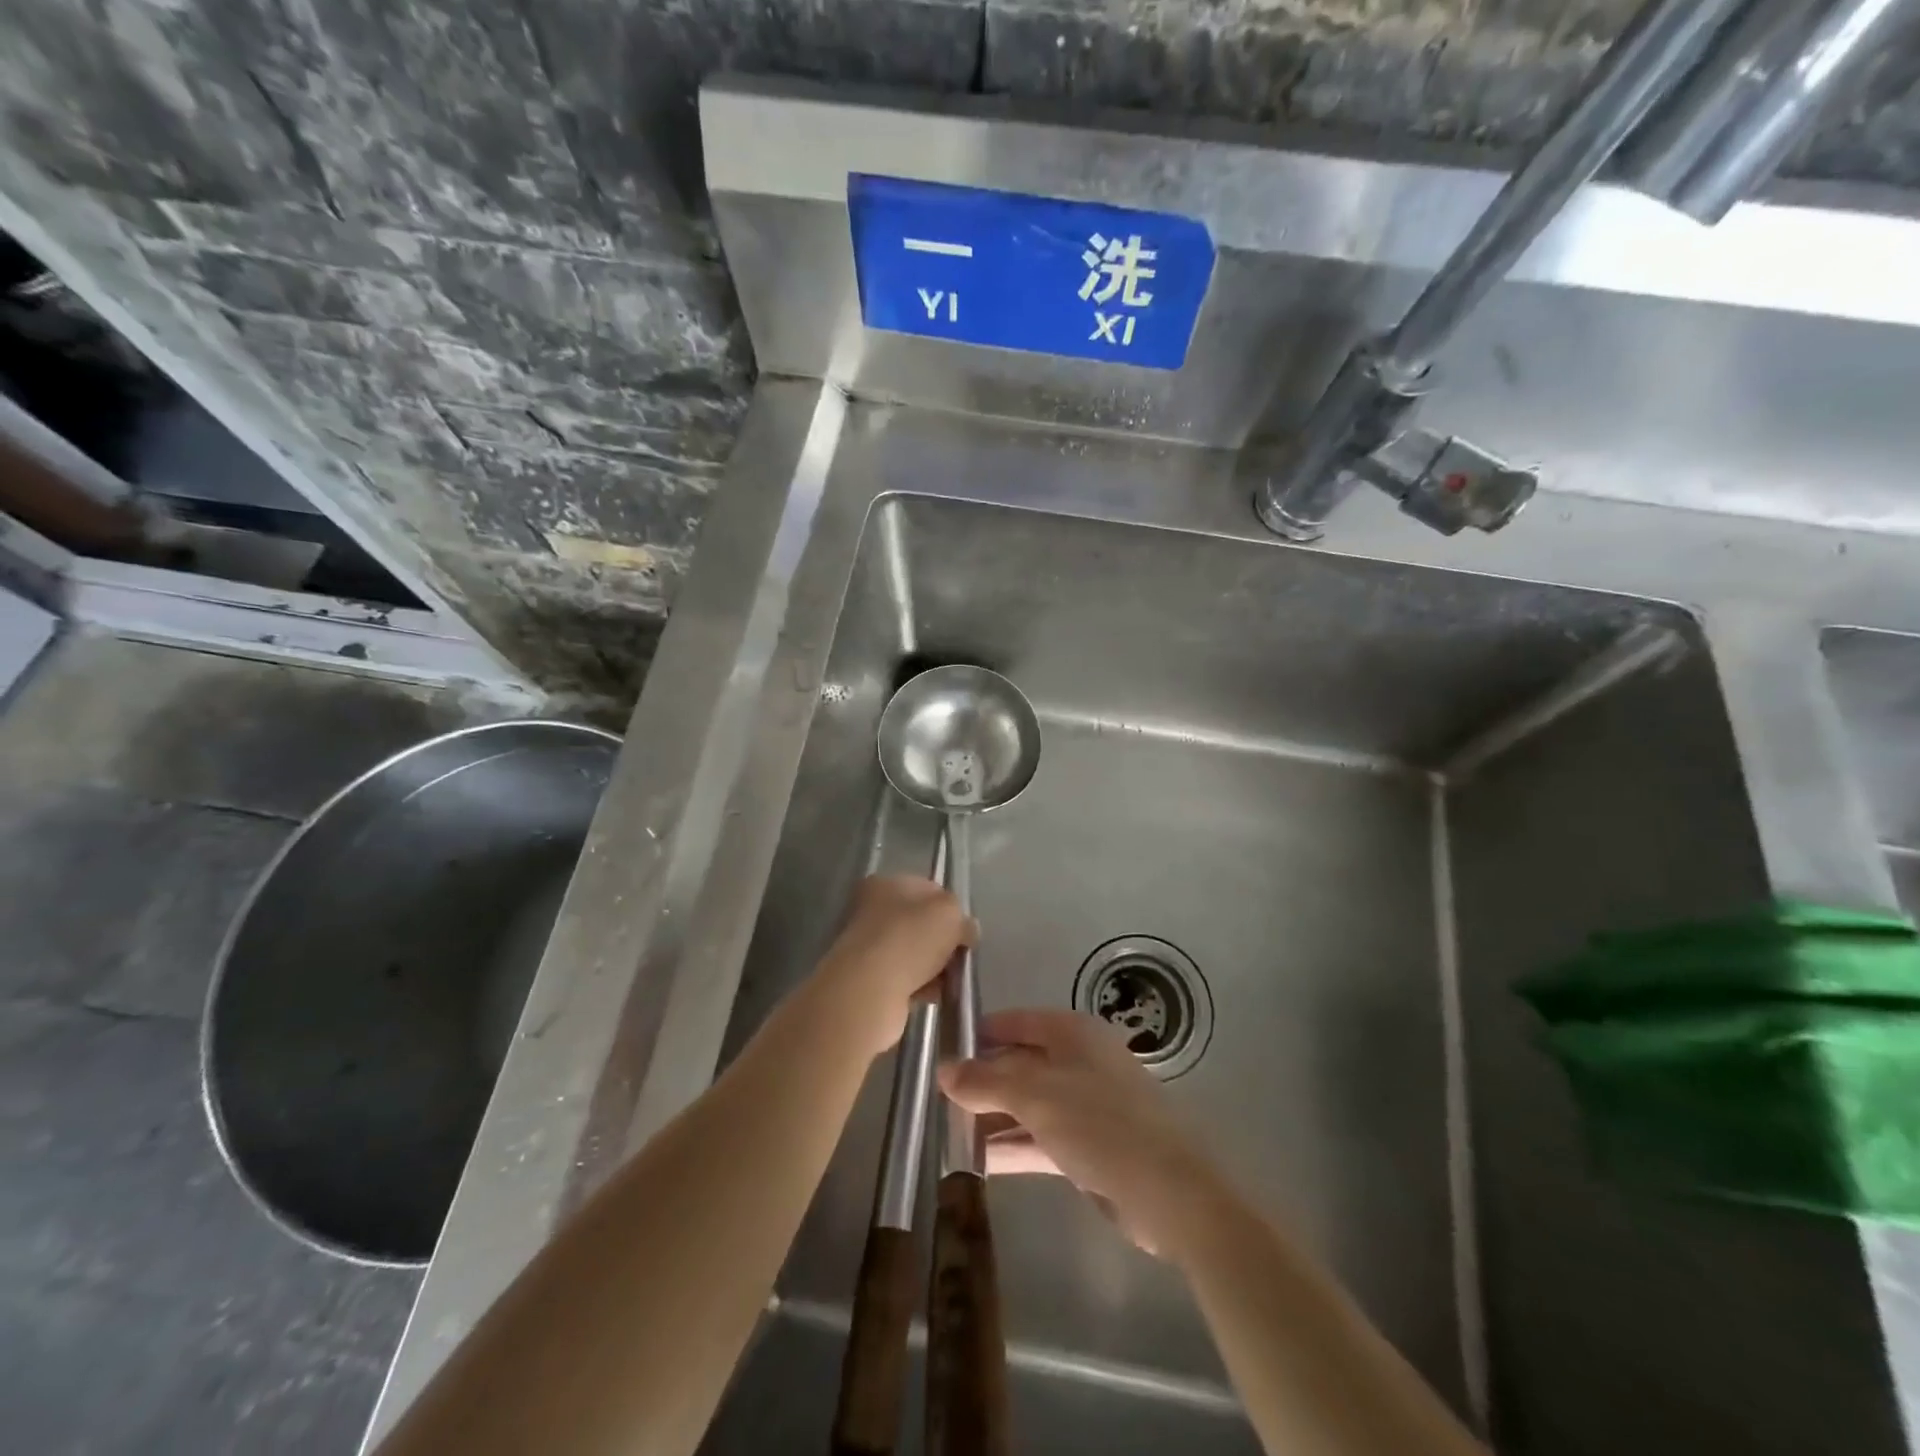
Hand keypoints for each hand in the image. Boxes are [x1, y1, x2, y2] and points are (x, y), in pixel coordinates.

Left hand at [813, 875, 973, 1058]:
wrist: (869, 990)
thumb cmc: (910, 938)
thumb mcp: (949, 914)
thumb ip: (963, 918)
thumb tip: (967, 931)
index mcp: (885, 884)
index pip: (928, 889)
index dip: (951, 908)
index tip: (965, 930)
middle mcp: (871, 911)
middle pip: (921, 924)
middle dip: (944, 941)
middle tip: (959, 956)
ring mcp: (867, 947)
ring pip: (914, 953)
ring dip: (935, 967)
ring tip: (949, 980)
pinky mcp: (868, 980)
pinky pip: (905, 979)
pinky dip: (921, 986)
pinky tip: (933, 995)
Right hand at [940, 1008, 1215, 1254]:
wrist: (1171, 1193)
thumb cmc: (1102, 1124)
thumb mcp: (1037, 1096)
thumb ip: (987, 1082)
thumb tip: (943, 1070)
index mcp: (1073, 1034)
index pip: (1017, 1022)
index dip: (980, 1033)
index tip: (941, 1048)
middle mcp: (1080, 1062)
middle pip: (1021, 1064)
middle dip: (982, 1080)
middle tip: (936, 1097)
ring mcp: (1086, 1106)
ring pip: (1029, 1104)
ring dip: (992, 1117)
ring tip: (946, 1130)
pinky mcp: (1089, 1148)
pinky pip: (1040, 1138)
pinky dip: (1012, 1146)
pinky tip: (976, 1162)